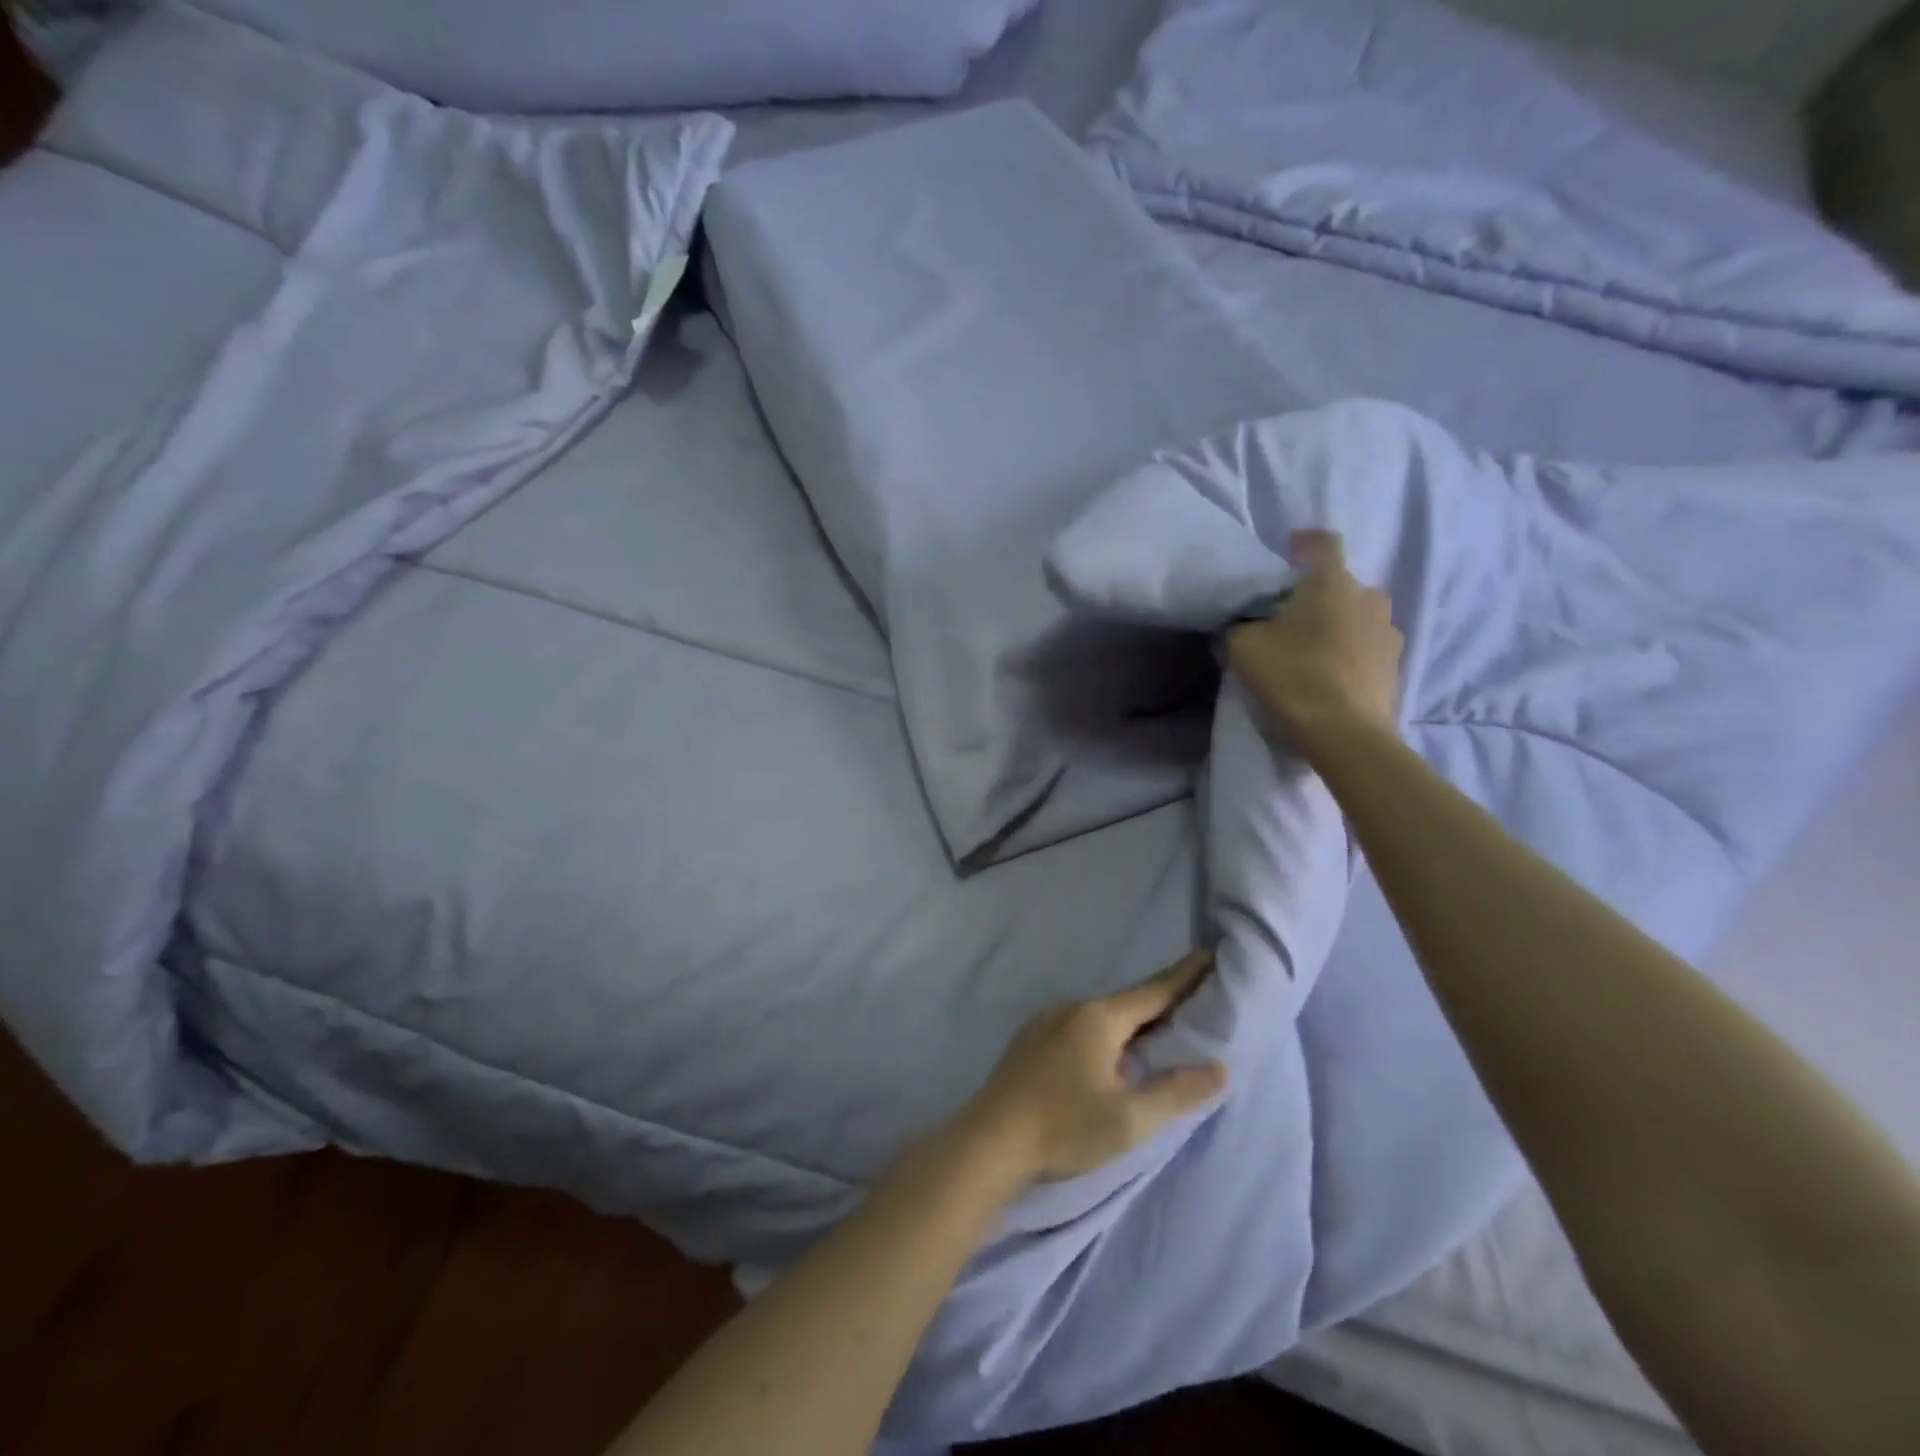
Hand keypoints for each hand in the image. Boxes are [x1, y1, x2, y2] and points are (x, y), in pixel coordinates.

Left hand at [955, 952, 1228, 1185]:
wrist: (989, 1141)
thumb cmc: (1064, 1127)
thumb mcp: (1130, 1119)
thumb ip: (1177, 1092)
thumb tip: (1220, 1068)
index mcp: (1099, 1018)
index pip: (1154, 990)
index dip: (1186, 975)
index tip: (1210, 953)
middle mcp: (1072, 1007)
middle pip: (1128, 1002)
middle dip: (1162, 1003)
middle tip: (1196, 1004)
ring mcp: (1046, 1021)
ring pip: (1102, 1017)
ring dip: (1132, 1023)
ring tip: (1159, 1036)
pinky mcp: (1030, 1040)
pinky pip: (1079, 1028)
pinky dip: (1105, 1035)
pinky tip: (1109, 1057)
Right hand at [1226, 530, 1402, 751]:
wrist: (1344, 733)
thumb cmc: (1293, 675)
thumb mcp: (1243, 647)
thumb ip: (1239, 626)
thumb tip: (1241, 624)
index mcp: (1332, 583)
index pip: (1324, 543)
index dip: (1305, 542)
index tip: (1289, 550)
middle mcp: (1368, 597)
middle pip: (1340, 584)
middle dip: (1317, 593)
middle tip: (1289, 614)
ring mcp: (1388, 632)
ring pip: (1357, 616)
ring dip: (1336, 624)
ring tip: (1310, 647)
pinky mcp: (1395, 666)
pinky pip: (1366, 647)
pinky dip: (1348, 652)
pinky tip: (1328, 674)